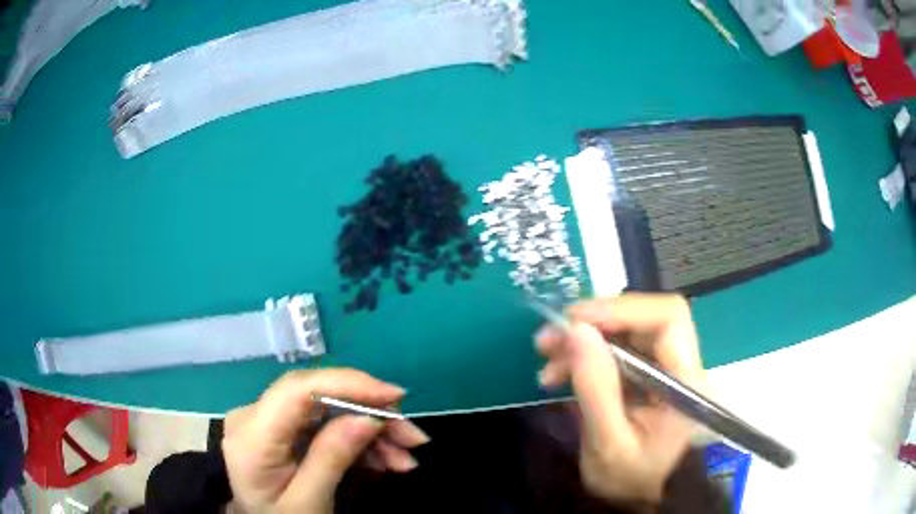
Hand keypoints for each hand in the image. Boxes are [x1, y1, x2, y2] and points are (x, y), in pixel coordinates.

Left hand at [222, 368, 428, 513]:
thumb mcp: (308, 502)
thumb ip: (331, 459)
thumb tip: (369, 418)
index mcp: (251, 436)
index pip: (297, 390)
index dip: (347, 384)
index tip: (395, 397)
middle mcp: (255, 416)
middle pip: (318, 397)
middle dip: (370, 413)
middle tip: (413, 438)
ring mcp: (268, 420)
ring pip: (328, 409)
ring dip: (371, 431)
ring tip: (405, 458)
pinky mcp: (283, 428)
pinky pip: (325, 424)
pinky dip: (358, 440)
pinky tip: (384, 459)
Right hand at [535, 294, 704, 503]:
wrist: (652, 496)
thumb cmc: (635, 479)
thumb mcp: (608, 444)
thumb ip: (596, 388)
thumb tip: (576, 331)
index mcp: (685, 381)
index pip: (667, 318)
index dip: (621, 309)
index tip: (574, 321)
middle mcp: (683, 364)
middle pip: (643, 319)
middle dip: (593, 324)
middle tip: (548, 341)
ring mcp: (667, 368)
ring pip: (628, 332)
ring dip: (585, 340)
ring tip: (548, 359)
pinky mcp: (651, 375)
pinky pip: (620, 350)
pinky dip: (588, 355)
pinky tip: (562, 372)